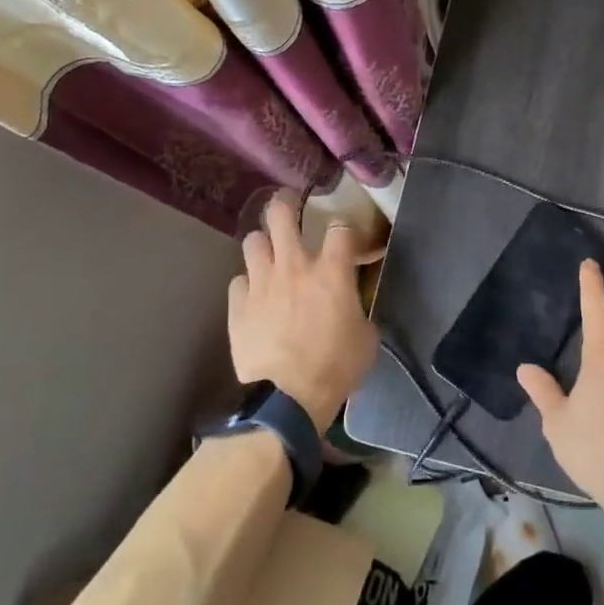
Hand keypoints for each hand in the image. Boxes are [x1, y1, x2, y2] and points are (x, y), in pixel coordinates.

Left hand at [228, 193, 376, 427]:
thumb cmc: (336, 367)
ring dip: (263, 245)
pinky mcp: (237, 306)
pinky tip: (254, 297)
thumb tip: (352, 305)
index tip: (351, 243)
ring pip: (253, 241)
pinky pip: (238, 281)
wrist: (288, 399)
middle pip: (281, 214)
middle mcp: (293, 266)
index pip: (340, 228)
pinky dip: (248, 285)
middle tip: (290, 208)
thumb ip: (357, 309)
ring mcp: (260, 283)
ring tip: (269, 254)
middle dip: (286, 205)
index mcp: (331, 271)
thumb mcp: (366, 337)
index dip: (347, 231)